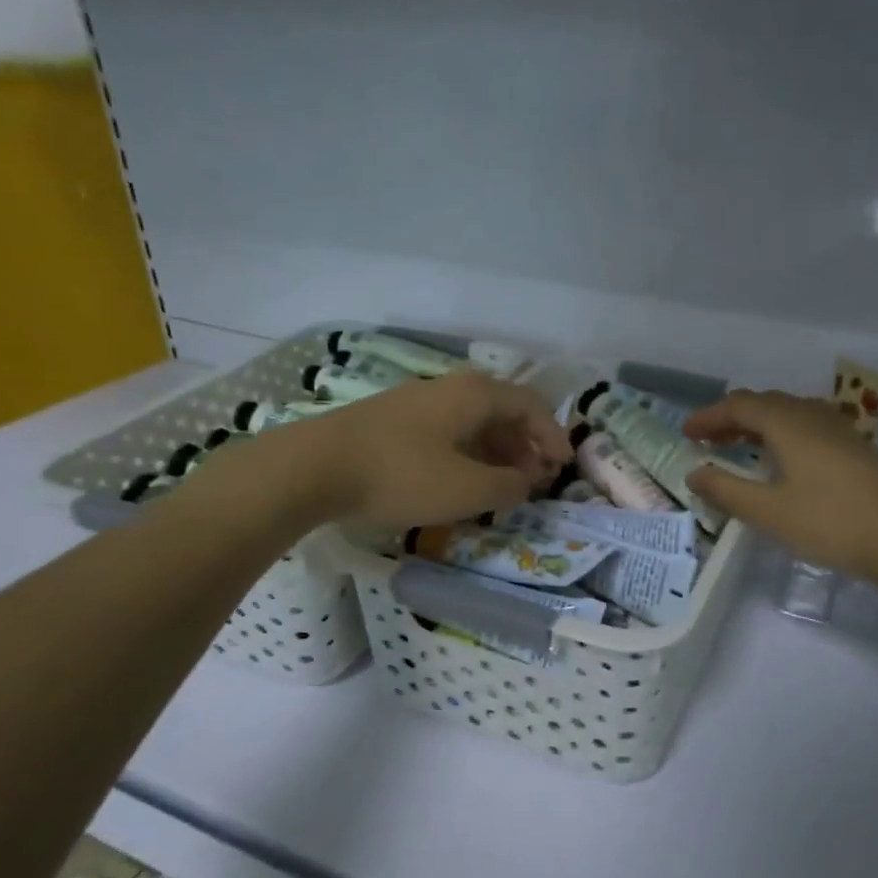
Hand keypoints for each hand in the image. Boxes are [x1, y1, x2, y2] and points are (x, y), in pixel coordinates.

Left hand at [301, 370, 571, 531]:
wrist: (313, 468)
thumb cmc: (402, 474)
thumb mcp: (467, 489)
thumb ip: (508, 487)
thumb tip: (525, 482)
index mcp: (475, 395)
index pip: (530, 405)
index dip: (553, 435)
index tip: (563, 466)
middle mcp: (449, 388)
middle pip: (502, 410)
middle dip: (525, 445)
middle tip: (535, 478)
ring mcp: (416, 402)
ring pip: (471, 422)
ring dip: (495, 451)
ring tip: (501, 484)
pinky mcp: (391, 420)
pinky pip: (445, 431)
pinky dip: (466, 453)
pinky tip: (458, 481)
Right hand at [683, 389, 877, 579]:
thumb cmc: (830, 523)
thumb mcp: (768, 511)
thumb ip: (726, 490)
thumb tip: (695, 472)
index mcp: (786, 423)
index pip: (738, 406)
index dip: (708, 417)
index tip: (686, 434)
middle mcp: (810, 415)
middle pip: (763, 403)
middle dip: (731, 418)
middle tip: (708, 440)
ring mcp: (837, 428)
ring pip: (787, 413)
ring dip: (757, 424)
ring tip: (739, 447)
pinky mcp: (853, 446)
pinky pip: (806, 426)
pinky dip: (781, 433)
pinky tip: (782, 460)